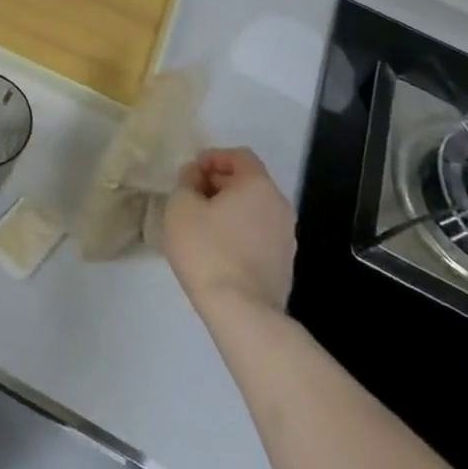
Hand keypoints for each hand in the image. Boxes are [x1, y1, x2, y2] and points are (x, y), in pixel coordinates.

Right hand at [163, 148, 295, 314]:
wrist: (241, 312)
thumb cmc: (208, 250)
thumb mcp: (181, 207)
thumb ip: (186, 182)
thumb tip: (195, 177)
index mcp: (258, 186)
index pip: (239, 156)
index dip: (213, 157)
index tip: (191, 171)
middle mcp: (279, 206)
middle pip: (248, 182)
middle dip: (219, 183)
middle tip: (192, 195)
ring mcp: (286, 238)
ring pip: (254, 210)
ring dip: (229, 209)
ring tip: (201, 223)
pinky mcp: (284, 265)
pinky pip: (257, 235)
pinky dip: (239, 232)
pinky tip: (217, 248)